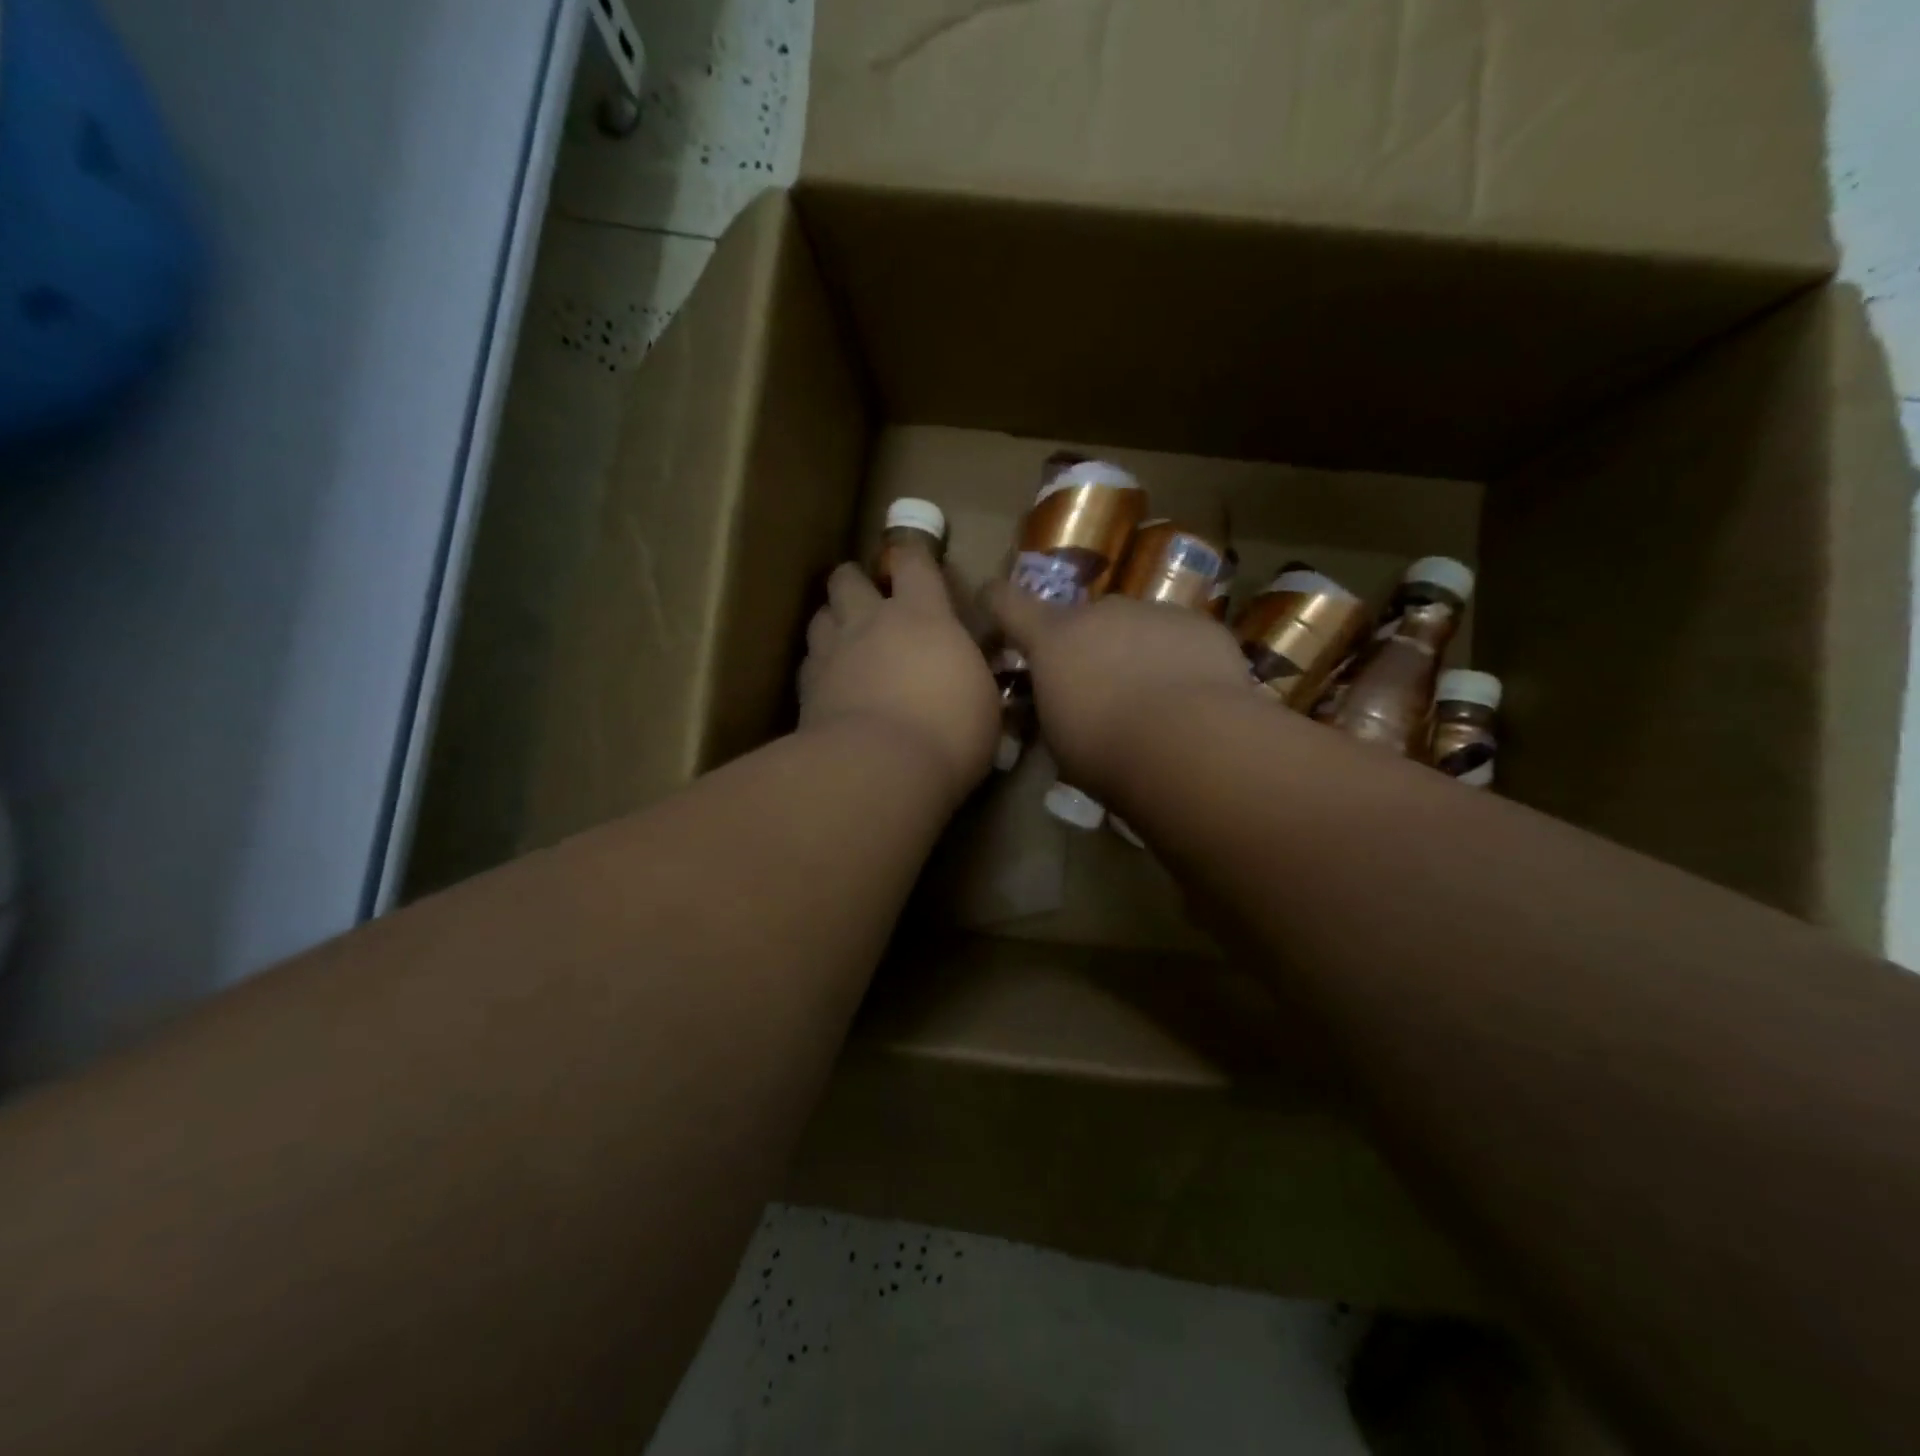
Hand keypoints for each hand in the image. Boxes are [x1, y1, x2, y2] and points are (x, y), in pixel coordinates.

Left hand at [799, 549, 999, 801]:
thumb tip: (963, 672)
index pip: (914, 562)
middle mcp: (871, 622)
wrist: (880, 768)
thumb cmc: (950, 732)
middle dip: (856, 582)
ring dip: (834, 620)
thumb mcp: (982, 701)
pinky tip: (831, 683)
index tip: (914, 561)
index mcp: (923, 616)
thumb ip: (967, 674)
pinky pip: (810, 660)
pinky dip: (819, 665)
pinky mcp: (806, 687)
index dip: (913, 555)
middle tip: (869, 603)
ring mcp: (832, 651)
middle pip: (848, 578)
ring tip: (846, 640)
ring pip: (821, 614)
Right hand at [989, 583, 1250, 797]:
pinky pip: (1179, 638)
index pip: (1007, 602)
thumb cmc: (1107, 751)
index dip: (997, 602)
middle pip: (1082, 619)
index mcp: (1053, 638)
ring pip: (1135, 627)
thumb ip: (1053, 706)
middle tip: (1099, 688)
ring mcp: (1154, 612)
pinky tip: (1192, 697)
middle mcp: (1101, 612)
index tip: (992, 604)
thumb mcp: (1059, 739)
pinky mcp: (1200, 625)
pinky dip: (1178, 659)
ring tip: (1154, 699)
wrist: (1191, 744)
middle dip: (1085, 645)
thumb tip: (1061, 703)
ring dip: (1134, 652)